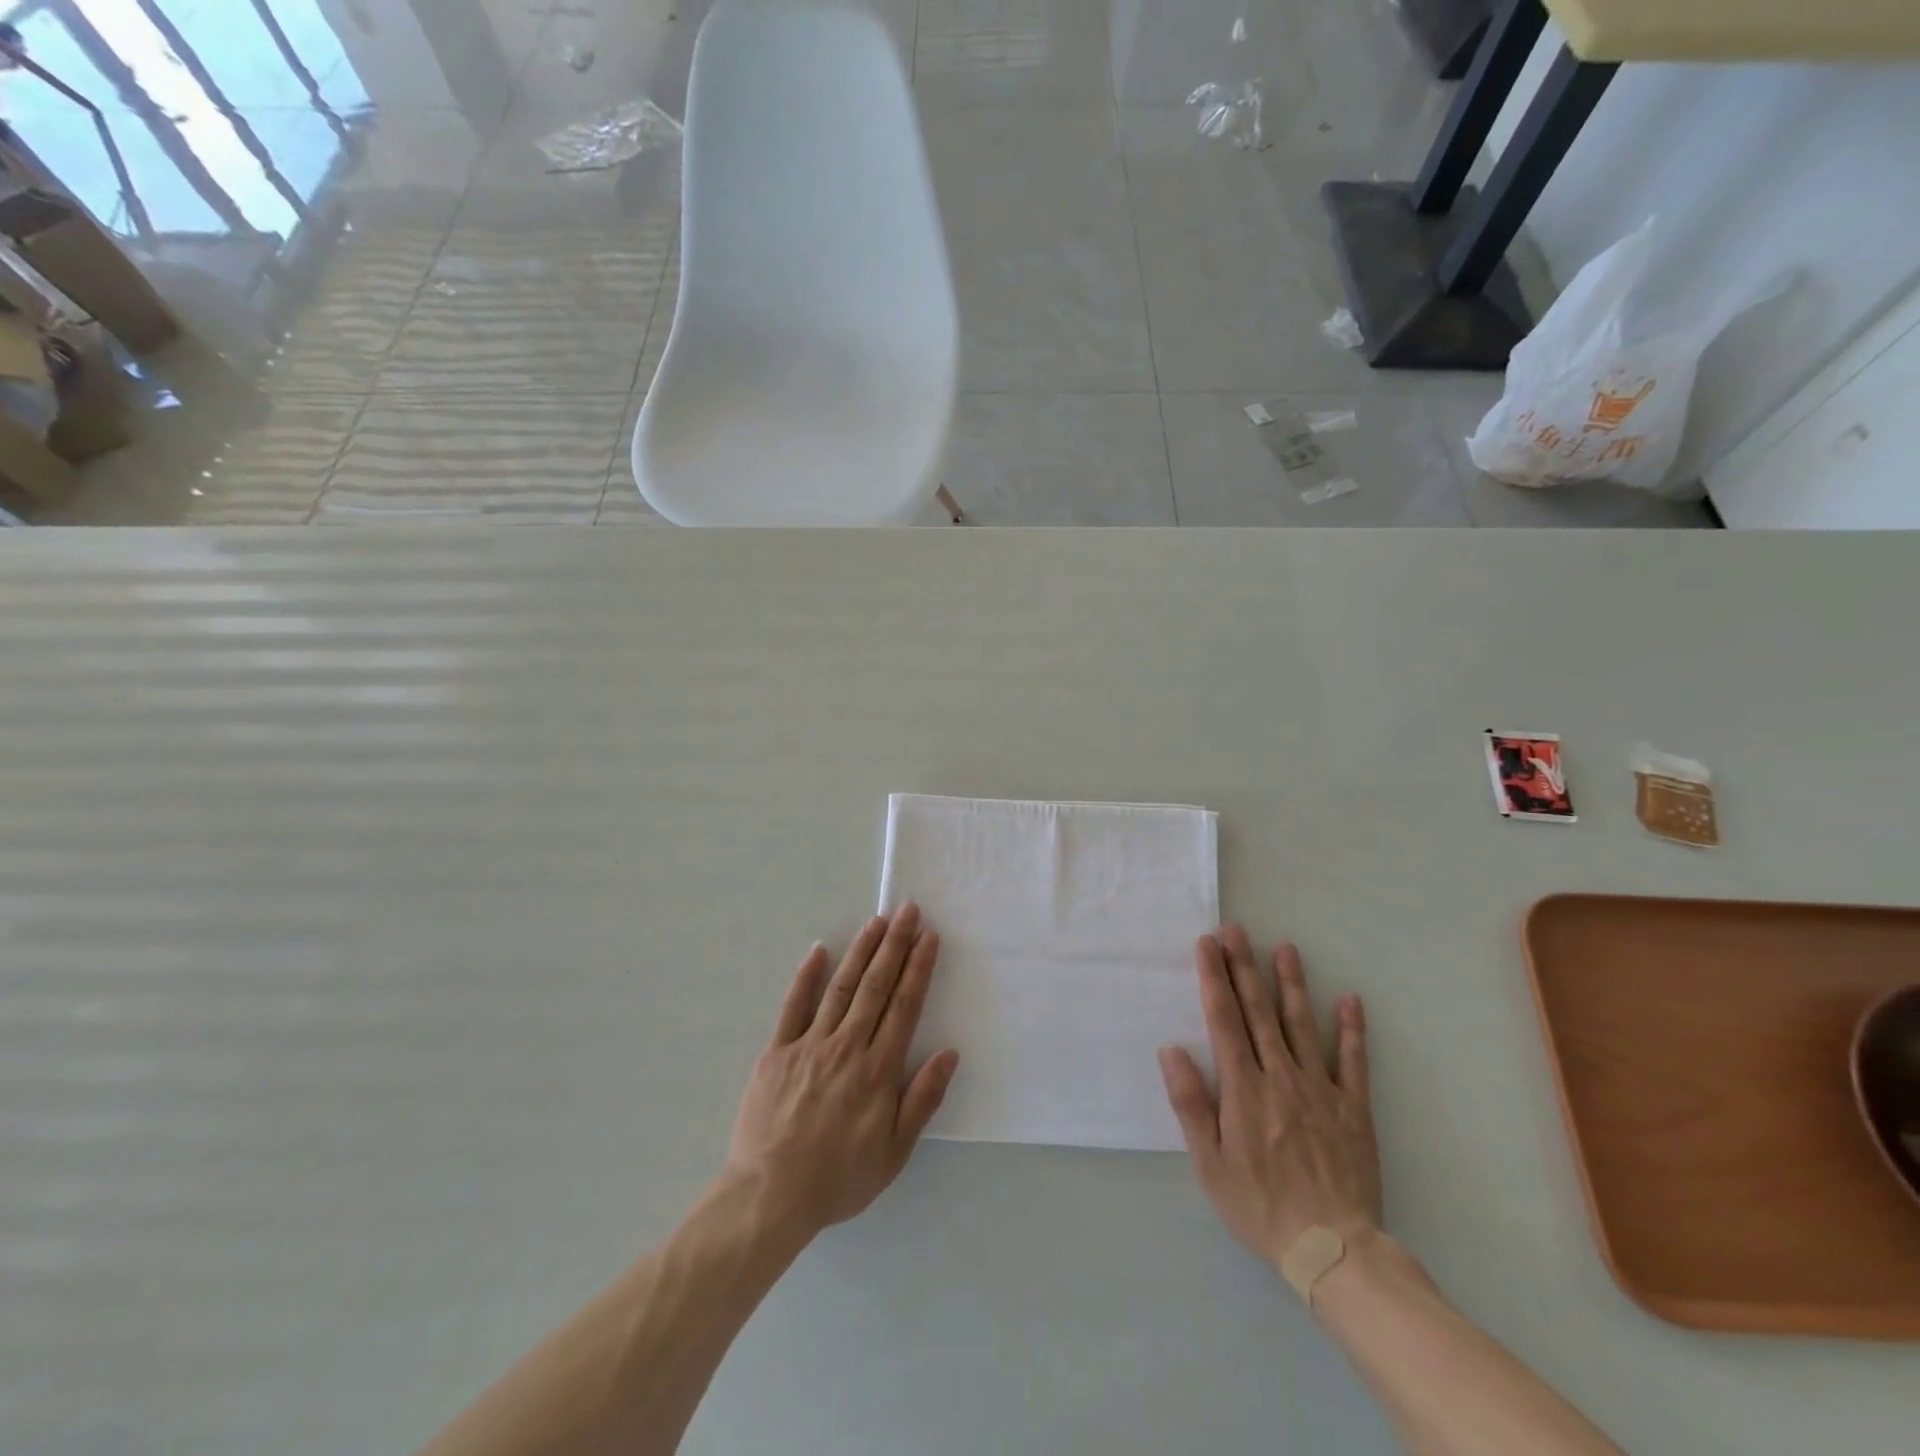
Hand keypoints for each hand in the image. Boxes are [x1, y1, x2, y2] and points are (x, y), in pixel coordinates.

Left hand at [726, 903, 959, 1239]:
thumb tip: (949, 1053)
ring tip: (876, 921)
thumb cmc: (839, 1178)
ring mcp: (809, 1045)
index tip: (929, 937)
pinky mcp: (777, 1051)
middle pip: (876, 986)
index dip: (918, 969)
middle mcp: (847, 1047)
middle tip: (908, 911)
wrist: (769, 1197)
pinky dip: (806, 977)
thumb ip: (923, 1099)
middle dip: (895, 945)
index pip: (904, 1007)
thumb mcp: (894, 1153)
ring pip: (841, 987)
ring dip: (861, 951)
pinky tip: (819, 951)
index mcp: (878, 1070)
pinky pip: (793, 1007)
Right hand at [1159, 926, 1380, 1270]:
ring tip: (1285, 947)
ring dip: (1291, 984)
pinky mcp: (1353, 1108)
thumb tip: (1171, 1050)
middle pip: (1258, 1011)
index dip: (1213, 978)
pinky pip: (1353, 1061)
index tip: (1207, 944)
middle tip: (1236, 929)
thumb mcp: (1210, 1164)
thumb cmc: (1260, 1207)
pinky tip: (1349, 1000)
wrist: (1334, 1251)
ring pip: (1301, 1024)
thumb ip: (1191, 1104)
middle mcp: (1280, 1076)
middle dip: (1244, 966)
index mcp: (1243, 1087)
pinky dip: (1352, 1029)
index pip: (1224, 1019)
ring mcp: (1320, 1089)